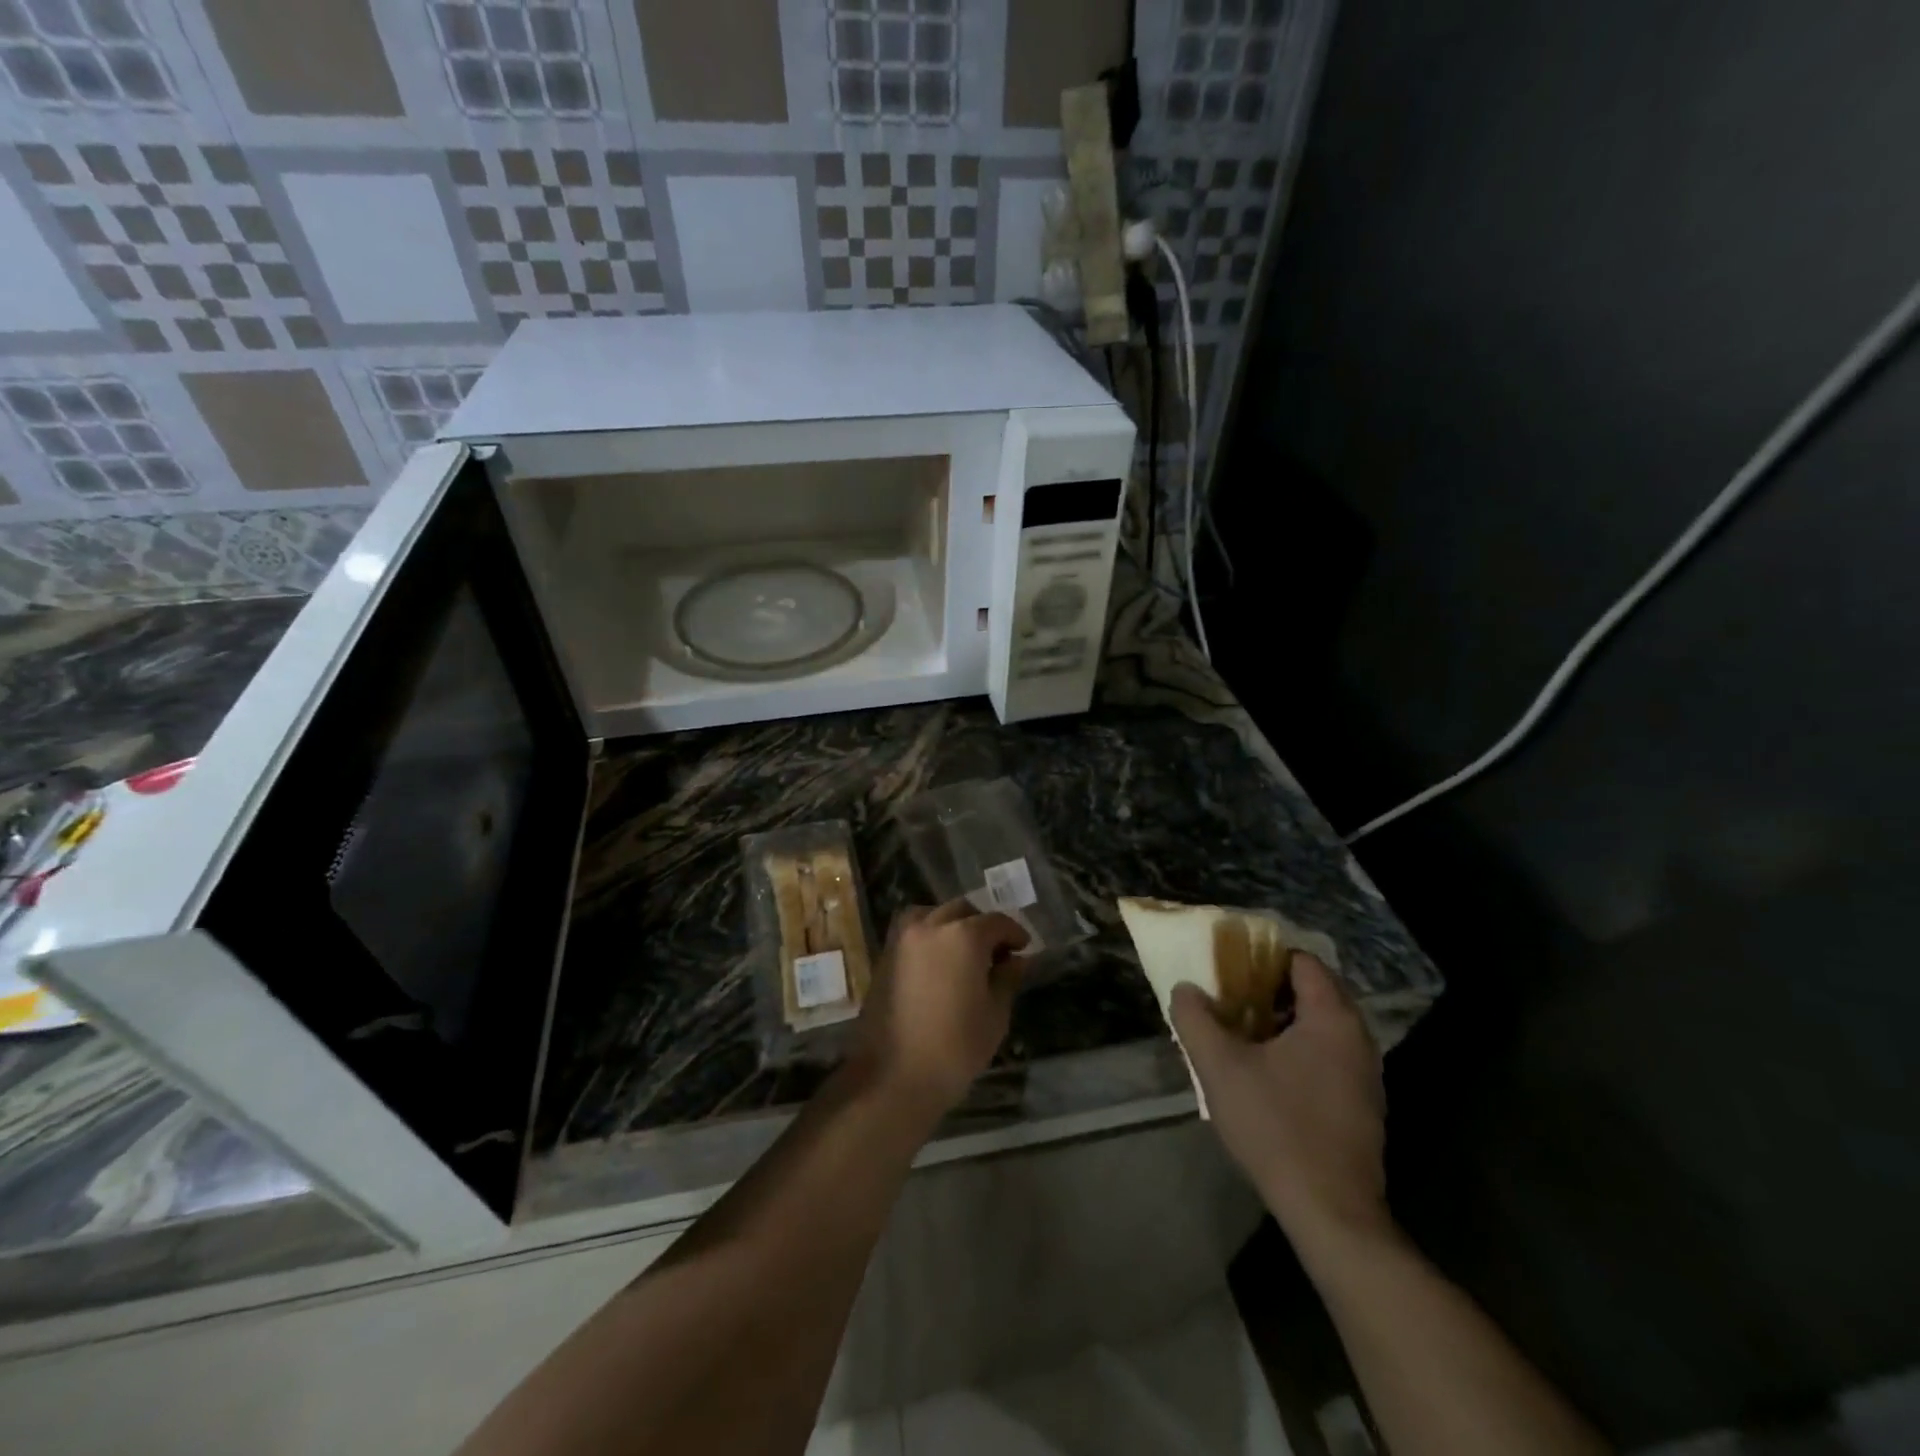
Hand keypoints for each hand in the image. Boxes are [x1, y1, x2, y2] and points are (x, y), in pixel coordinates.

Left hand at [849, 900, 1029, 1116]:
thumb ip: (1006, 979)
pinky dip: (929, 934)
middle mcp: (931, 926)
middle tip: (997, 953)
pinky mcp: (885, 955)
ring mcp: (903, 939)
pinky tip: (940, 962)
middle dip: (983, 926)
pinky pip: (912, 930)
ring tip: (964, 953)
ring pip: (933, 914)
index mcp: (963, 936)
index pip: (996, 922)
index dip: (1014, 933)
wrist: (891, 1077)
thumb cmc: (954, 1049)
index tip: (1023, 949)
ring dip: (952, 924)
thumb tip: (1016, 960)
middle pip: (963, 911)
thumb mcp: (994, 1016)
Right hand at [1170, 954, 1391, 1259]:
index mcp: (1332, 1018)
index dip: (1263, 958)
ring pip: (1321, 1027)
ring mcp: (1366, 1075)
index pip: (1303, 961)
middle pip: (1314, 992)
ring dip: (1283, 1022)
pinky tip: (1267, 1075)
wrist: (1331, 1212)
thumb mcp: (1219, 1066)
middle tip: (1230, 1000)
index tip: (1230, 969)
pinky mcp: (1363, 1106)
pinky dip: (1300, 1050)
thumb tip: (1186, 990)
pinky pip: (1329, 1056)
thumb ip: (1195, 1018)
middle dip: (1270, 990)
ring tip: (1242, 1035)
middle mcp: (1358, 1038)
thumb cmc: (1276, 1127)